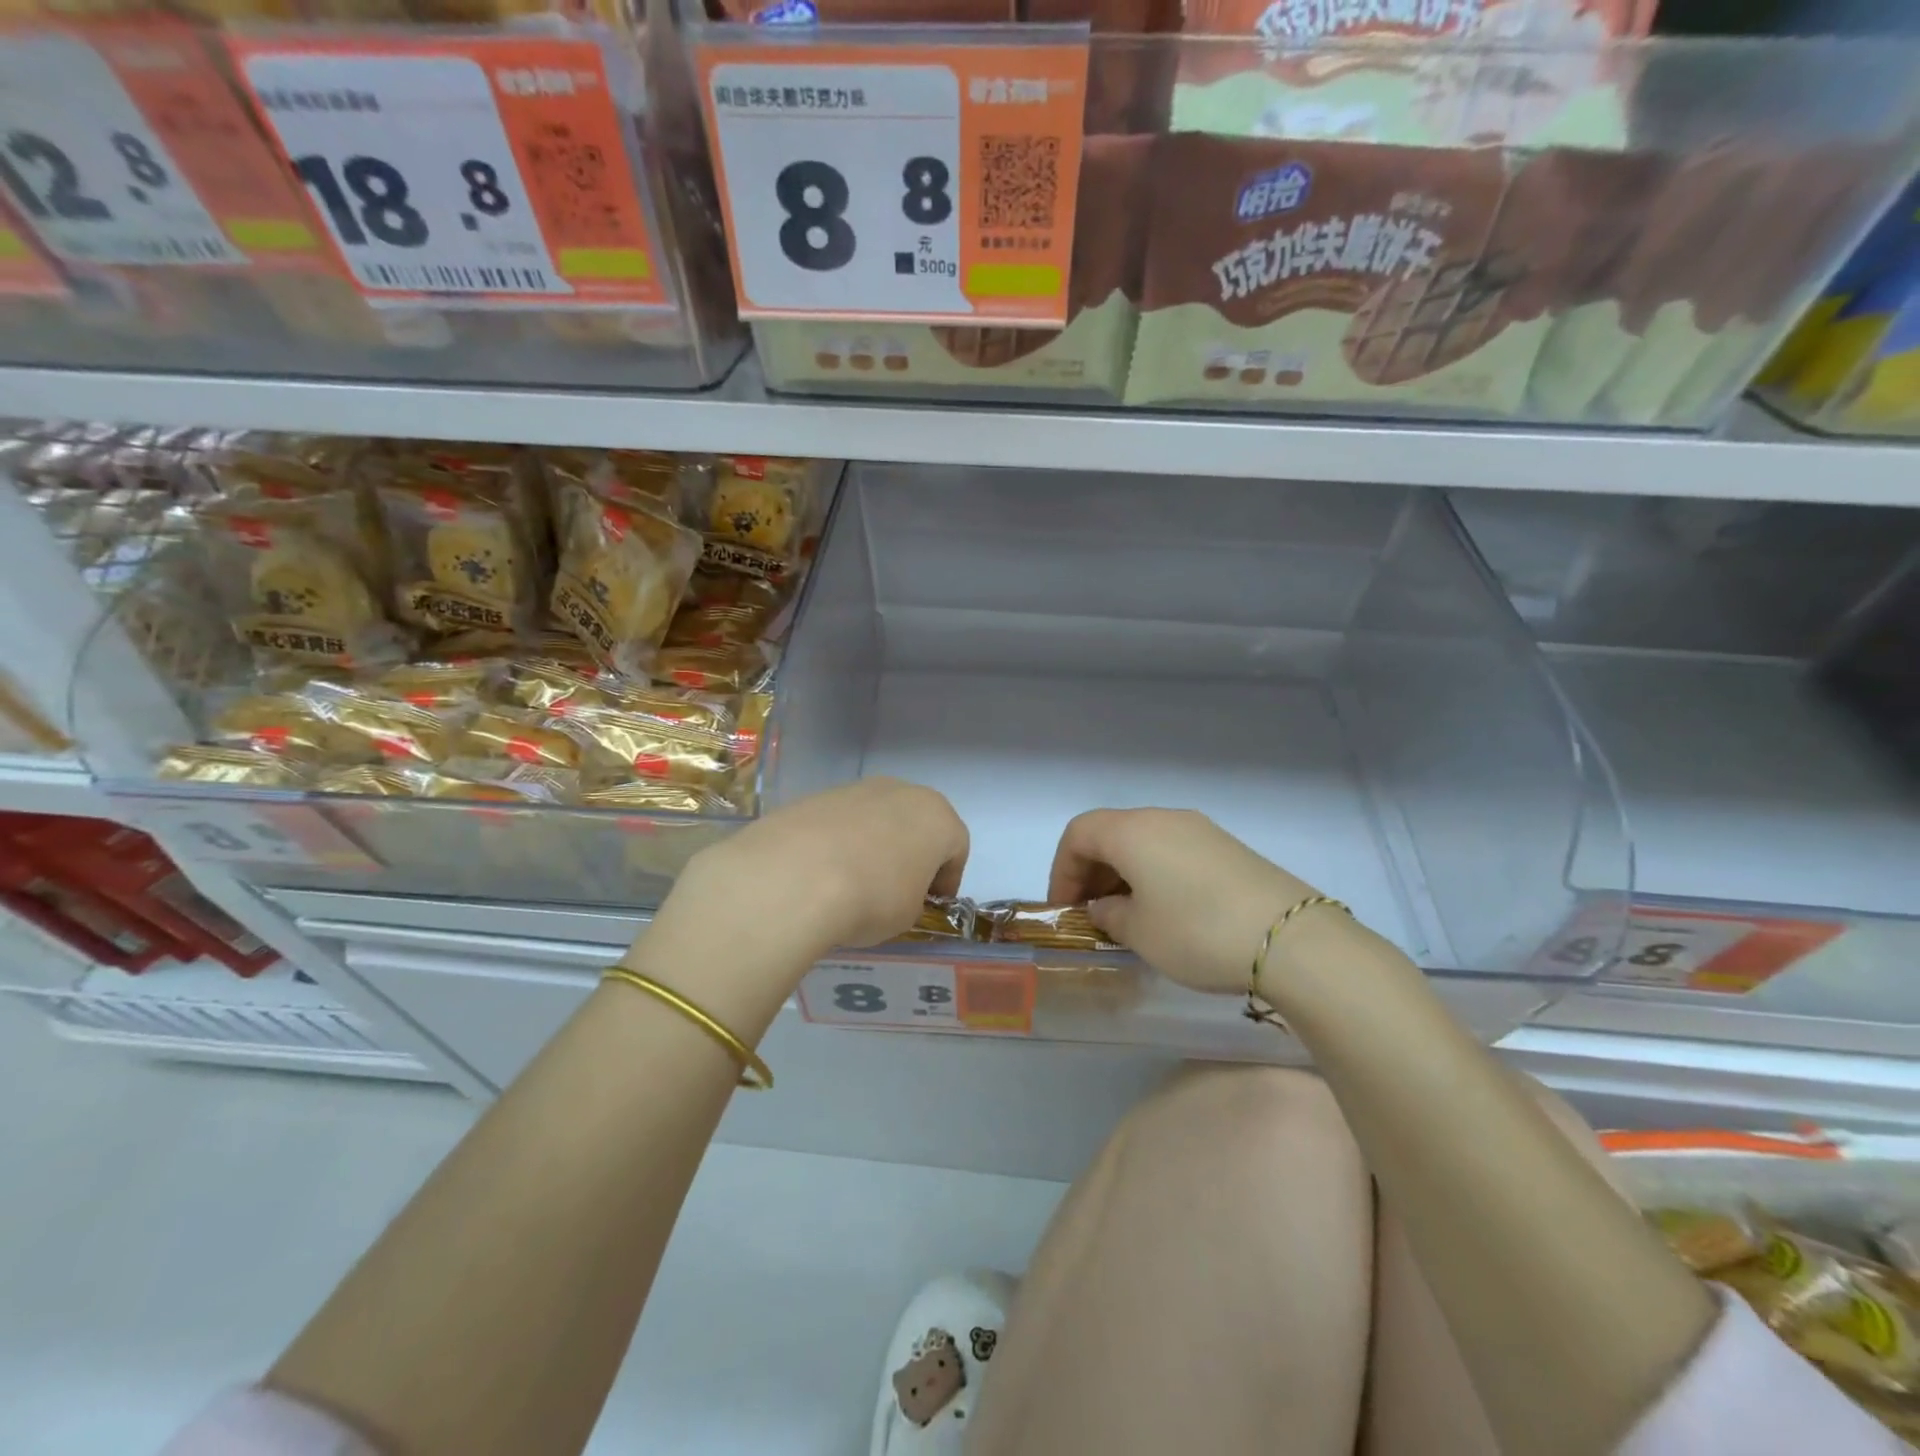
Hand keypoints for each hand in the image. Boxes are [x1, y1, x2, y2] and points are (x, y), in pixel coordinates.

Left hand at [640, 779, 968, 1003]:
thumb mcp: (908, 914)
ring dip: (874, 845)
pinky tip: (823, 873)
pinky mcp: (817, 796)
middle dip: (912, 853)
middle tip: (898, 888)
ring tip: (854, 882)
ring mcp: (856, 789)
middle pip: (917, 823)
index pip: (956, 848)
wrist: (797, 877)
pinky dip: (839, 843)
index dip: (947, 879)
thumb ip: (913, 896)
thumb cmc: (873, 898)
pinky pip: (841, 822)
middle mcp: (902, 792)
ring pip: (877, 818)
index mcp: (937, 817)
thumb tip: (895, 891)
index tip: (932, 904)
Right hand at [1048, 808, 1320, 995]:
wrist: (1291, 940)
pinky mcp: (1228, 847)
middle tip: (1091, 914)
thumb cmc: (1197, 932)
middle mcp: (1163, 818)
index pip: (1078, 834)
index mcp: (1132, 831)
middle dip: (1092, 872)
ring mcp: (1200, 829)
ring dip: (1124, 873)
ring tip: (1128, 916)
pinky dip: (1155, 874)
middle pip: (1110, 833)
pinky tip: (1167, 911)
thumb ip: (1110, 915)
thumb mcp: (1139, 932)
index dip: (1062, 870)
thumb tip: (1106, 906)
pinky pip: (1174, 851)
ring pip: (1144, 842)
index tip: (1065, 910)